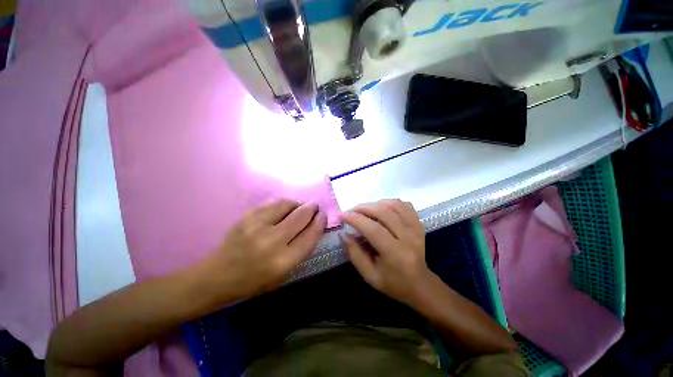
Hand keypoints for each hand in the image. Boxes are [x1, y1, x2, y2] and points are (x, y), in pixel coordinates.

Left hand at [206, 199, 326, 299]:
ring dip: (298, 204)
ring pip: (288, 204)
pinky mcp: (247, 216)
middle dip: (312, 208)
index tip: (323, 215)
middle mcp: (272, 241)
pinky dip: (284, 203)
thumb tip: (314, 225)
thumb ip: (302, 249)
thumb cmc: (255, 280)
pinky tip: (284, 208)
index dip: (320, 222)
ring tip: (299, 208)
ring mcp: (257, 225)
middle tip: (315, 207)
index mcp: (283, 261)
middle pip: (301, 216)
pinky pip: (273, 202)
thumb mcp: (284, 273)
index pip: (310, 235)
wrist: (219, 275)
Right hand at [341, 199, 432, 305]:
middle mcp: (409, 237)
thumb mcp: (369, 275)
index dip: (356, 219)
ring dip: (375, 203)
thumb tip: (344, 234)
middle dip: (363, 208)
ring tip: (364, 210)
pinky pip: (404, 205)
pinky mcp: (419, 224)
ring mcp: (416, 228)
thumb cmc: (393, 283)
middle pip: (384, 212)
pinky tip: (381, 208)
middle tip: (351, 211)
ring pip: (394, 205)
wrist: (420, 284)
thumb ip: (355, 254)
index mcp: (396, 254)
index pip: (373, 229)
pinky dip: (389, 202)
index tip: (342, 215)